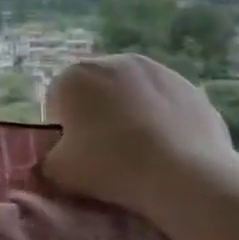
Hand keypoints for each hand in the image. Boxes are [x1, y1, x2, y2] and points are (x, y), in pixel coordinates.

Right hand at [41, 55, 238, 225]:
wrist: (186, 178)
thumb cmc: (111, 166)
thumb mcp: (58, 172)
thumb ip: (46, 160)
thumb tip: (55, 159)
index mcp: (75, 76)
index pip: (57, 101)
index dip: (63, 130)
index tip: (74, 154)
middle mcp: (115, 61)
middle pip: (95, 93)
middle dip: (96, 117)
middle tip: (104, 154)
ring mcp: (159, 71)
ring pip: (132, 96)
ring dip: (129, 116)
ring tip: (139, 154)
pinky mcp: (192, 88)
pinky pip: (165, 106)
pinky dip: (162, 122)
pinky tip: (168, 152)